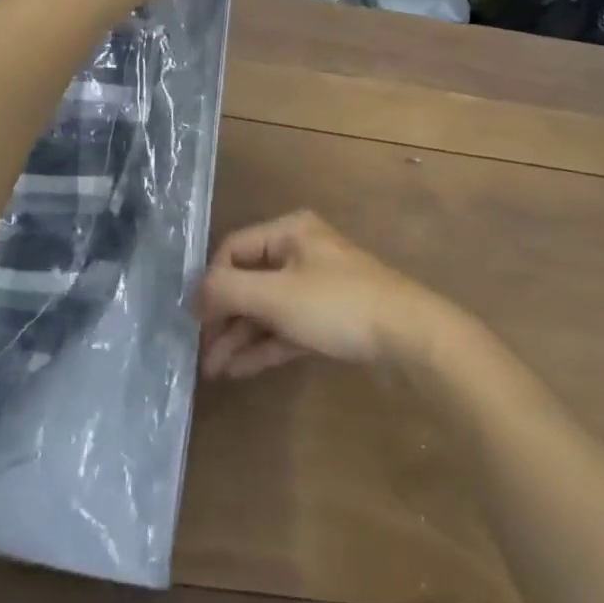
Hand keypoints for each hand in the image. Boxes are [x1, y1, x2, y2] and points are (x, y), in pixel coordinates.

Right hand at [198, 211, 453, 378]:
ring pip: (267, 308)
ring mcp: (316, 287)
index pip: (233, 249)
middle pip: (249, 281)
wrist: (410, 338)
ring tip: (213, 370)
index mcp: (289, 232)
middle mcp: (300, 252)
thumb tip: (193, 295)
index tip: (194, 320)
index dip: (211, 283)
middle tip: (201, 353)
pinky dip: (264, 345)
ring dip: (239, 336)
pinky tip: (239, 370)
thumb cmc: (337, 305)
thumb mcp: (275, 295)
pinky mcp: (329, 318)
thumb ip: (227, 290)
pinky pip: (286, 327)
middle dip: (223, 317)